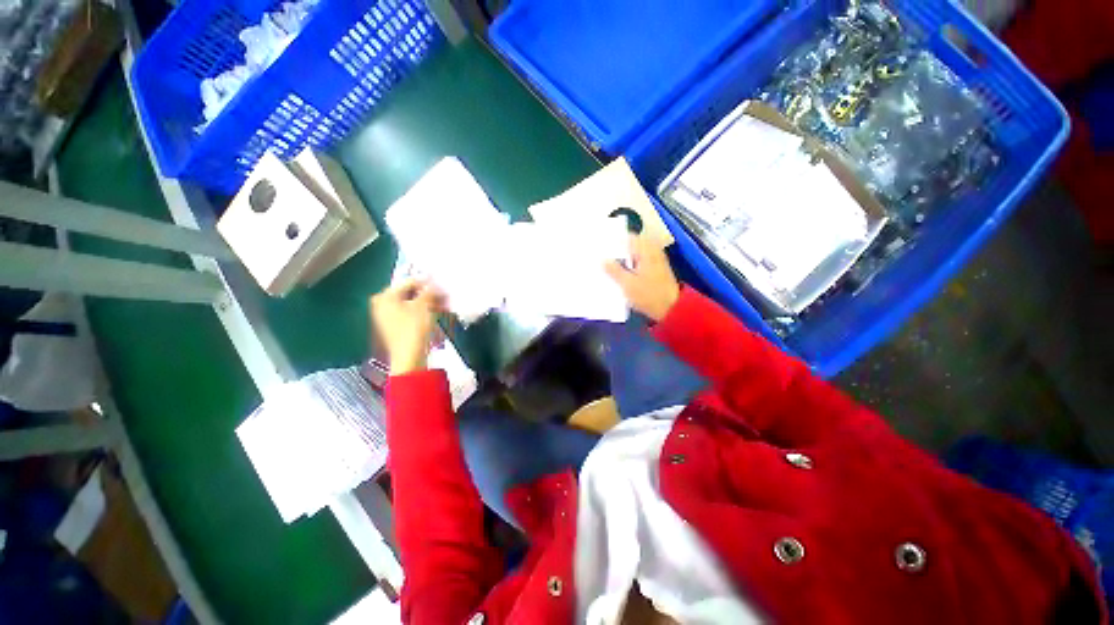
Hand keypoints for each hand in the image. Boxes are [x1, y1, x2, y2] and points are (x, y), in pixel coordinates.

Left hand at [370, 279, 445, 374]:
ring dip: (430, 302)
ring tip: (446, 304)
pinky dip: (425, 311)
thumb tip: (436, 281)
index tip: (443, 283)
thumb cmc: (413, 328)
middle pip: (411, 293)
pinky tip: (439, 312)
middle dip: (430, 294)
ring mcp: (388, 316)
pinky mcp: (396, 327)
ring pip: (413, 304)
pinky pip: (412, 313)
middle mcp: (382, 304)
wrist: (409, 357)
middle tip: (446, 295)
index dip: (428, 282)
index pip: (410, 282)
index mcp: (385, 296)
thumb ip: (430, 290)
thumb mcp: (424, 305)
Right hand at [604, 235, 680, 321]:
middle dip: (619, 249)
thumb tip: (603, 260)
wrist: (672, 309)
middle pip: (633, 245)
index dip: (616, 239)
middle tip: (603, 255)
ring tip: (609, 264)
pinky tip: (622, 273)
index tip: (602, 244)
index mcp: (646, 251)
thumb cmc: (649, 295)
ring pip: (637, 254)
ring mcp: (657, 261)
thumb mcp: (628, 284)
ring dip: (625, 258)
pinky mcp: (657, 271)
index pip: (629, 237)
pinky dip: (632, 265)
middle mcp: (653, 252)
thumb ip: (614, 271)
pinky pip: (641, 262)